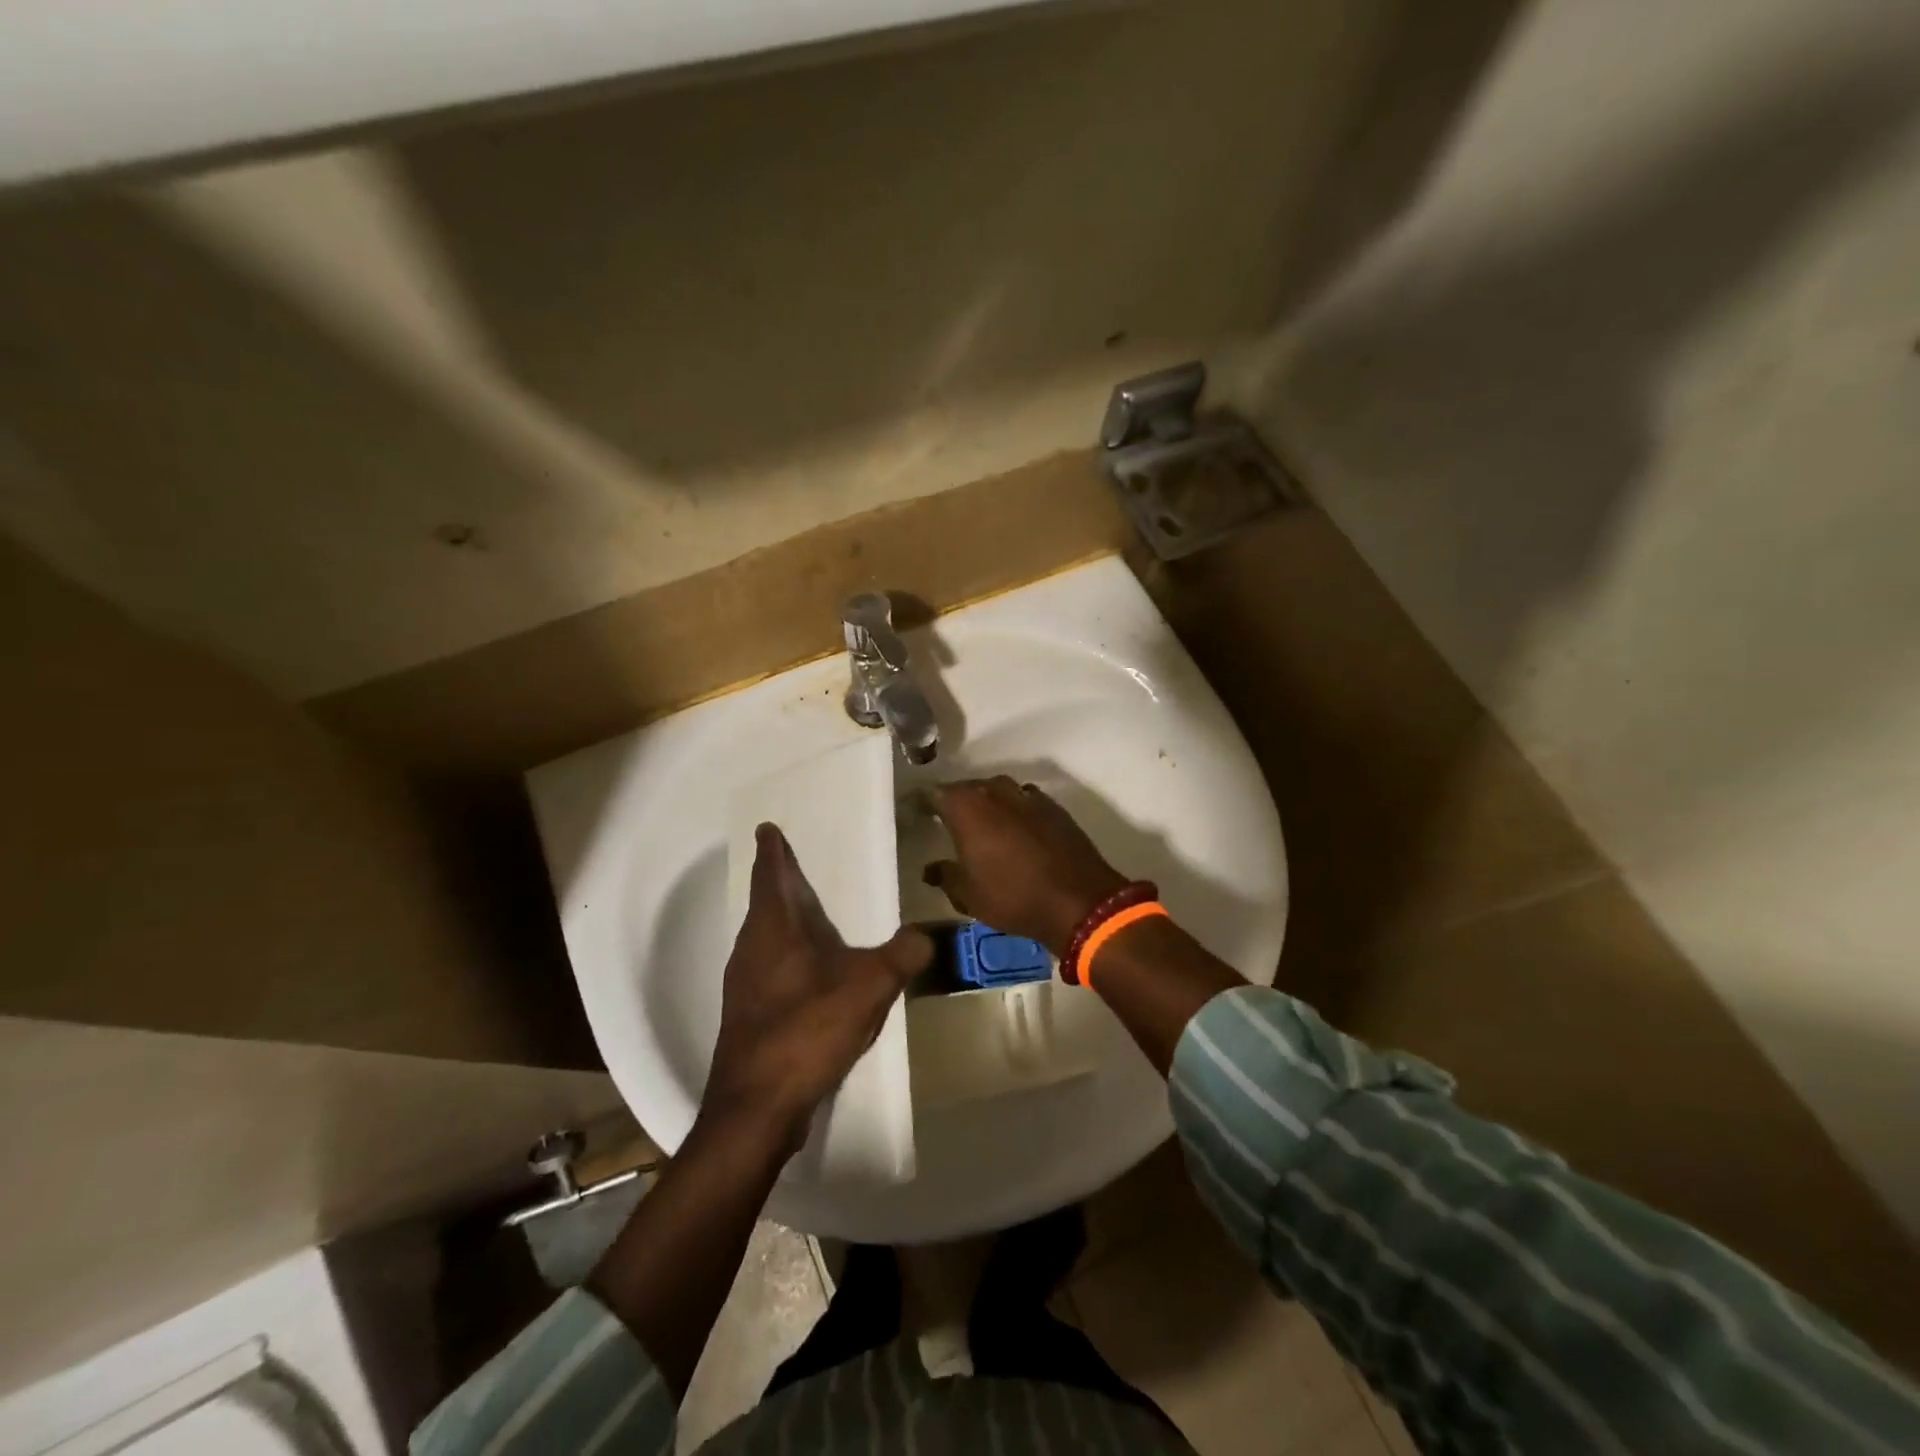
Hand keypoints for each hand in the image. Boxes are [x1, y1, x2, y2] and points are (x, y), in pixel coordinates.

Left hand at [703, 824, 931, 1155]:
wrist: (756, 1109)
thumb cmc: (806, 1032)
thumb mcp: (867, 989)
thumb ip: (901, 956)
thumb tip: (927, 934)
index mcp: (772, 930)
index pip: (769, 876)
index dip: (771, 851)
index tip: (767, 828)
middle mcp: (750, 950)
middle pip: (763, 905)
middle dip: (778, 883)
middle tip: (798, 866)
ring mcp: (743, 985)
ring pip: (762, 938)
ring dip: (781, 921)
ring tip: (809, 914)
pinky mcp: (747, 1016)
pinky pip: (766, 967)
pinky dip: (784, 955)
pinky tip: (808, 972)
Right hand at [924, 777, 1128, 953]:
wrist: (1078, 901)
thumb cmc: (1012, 897)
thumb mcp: (968, 895)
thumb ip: (945, 876)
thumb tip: (930, 868)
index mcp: (967, 807)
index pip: (934, 793)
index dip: (922, 802)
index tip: (914, 812)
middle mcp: (995, 792)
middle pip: (968, 787)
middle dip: (956, 801)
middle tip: (946, 820)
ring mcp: (1028, 796)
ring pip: (998, 791)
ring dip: (987, 803)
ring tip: (981, 824)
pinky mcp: (1053, 807)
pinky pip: (1023, 800)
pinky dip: (1013, 810)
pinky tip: (1014, 829)